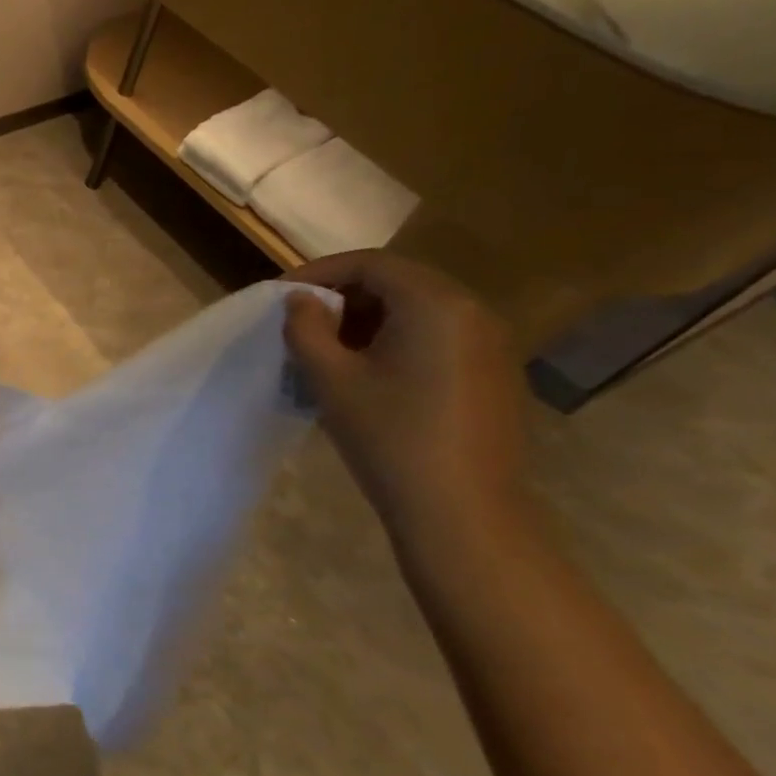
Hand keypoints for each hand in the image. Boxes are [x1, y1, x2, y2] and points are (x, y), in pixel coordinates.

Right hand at [282, 251, 528, 545]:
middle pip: (398, 282)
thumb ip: (306, 327)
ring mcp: (491, 344)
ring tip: (329, 351)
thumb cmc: (388, 435)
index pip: (370, 264)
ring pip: (418, 310)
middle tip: (302, 324)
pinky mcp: (493, 374)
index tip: (282, 297)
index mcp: (435, 304)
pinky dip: (397, 340)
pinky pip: (437, 336)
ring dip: (368, 319)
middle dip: (344, 296)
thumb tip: (302, 301)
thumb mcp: (329, 378)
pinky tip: (370, 375)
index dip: (320, 273)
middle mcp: (472, 312)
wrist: (461, 511)